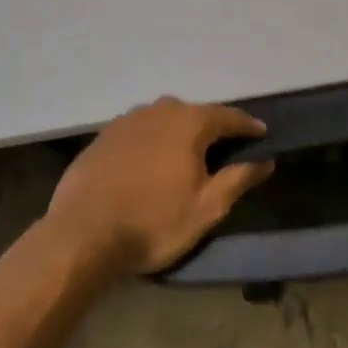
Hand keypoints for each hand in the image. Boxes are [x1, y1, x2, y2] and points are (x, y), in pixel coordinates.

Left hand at [43, 97, 274, 276]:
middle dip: (211, 129)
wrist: (80, 237)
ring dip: (178, 134)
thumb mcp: (207, 208)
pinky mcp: (102, 137)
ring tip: (183, 157)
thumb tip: (266, 160)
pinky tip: (147, 165)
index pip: (229, 117)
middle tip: (222, 151)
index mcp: (190, 122)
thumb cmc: (153, 222)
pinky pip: (138, 133)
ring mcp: (127, 121)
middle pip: (195, 114)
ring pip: (164, 121)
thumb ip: (240, 179)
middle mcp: (160, 110)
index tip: (262, 135)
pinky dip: (150, 143)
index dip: (248, 127)